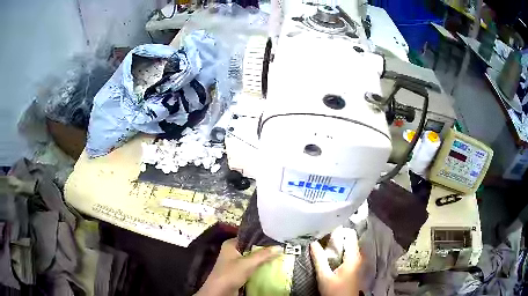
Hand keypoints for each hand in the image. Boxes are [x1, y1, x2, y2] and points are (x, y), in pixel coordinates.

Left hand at [195, 238, 281, 295]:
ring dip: (262, 259)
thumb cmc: (230, 273)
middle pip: (251, 248)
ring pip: (251, 258)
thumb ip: (263, 255)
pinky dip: (259, 267)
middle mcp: (232, 251)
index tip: (275, 239)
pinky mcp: (238, 273)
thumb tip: (279, 247)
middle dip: (264, 250)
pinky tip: (270, 266)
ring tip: (278, 256)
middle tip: (279, 248)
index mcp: (230, 244)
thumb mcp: (248, 263)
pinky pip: (251, 267)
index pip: (248, 237)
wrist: (220, 292)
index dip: (261, 238)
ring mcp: (234, 263)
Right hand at [310, 228, 361, 295]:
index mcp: (354, 257)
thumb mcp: (324, 276)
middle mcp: (360, 257)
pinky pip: (351, 255)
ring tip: (326, 249)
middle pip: (350, 241)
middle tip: (323, 241)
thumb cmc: (335, 291)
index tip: (326, 232)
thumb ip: (319, 259)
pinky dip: (343, 253)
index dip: (339, 231)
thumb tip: (313, 242)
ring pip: (351, 248)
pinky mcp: (359, 268)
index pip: (350, 234)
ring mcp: (361, 262)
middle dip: (337, 239)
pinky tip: (333, 259)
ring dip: (339, 247)